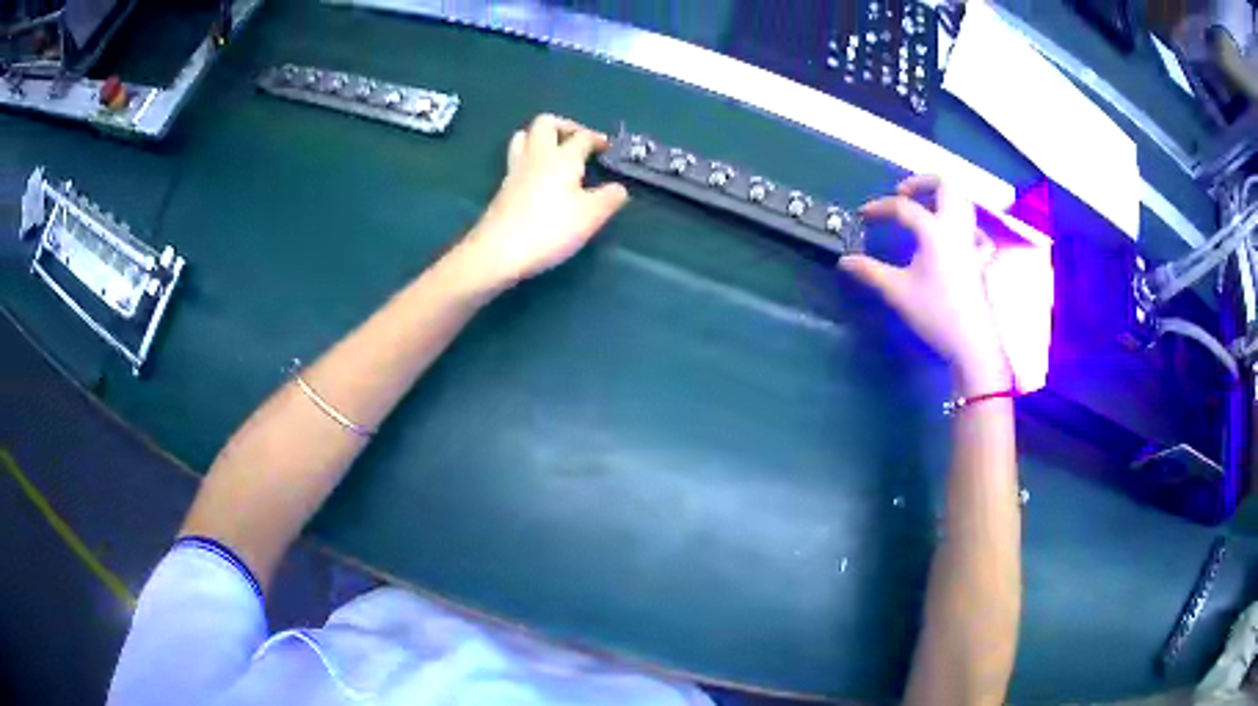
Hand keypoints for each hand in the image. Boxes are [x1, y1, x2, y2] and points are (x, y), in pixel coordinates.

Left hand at [459, 114, 628, 289]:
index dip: (598, 139)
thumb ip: (610, 198)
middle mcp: (537, 155)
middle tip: (579, 143)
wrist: (498, 251)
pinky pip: (517, 158)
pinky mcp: (503, 187)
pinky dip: (531, 159)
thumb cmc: (550, 229)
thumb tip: (618, 188)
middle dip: (565, 126)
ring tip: (556, 154)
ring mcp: (516, 169)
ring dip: (542, 138)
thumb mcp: (591, 216)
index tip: (609, 149)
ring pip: (524, 136)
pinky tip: (540, 178)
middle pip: (546, 123)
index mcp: (562, 157)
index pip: (583, 137)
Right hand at [841, 176, 1010, 392]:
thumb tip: (845, 260)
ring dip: (943, 199)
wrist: (972, 343)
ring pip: (964, 203)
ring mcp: (972, 243)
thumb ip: (870, 271)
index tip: (863, 216)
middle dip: (923, 182)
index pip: (904, 208)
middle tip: (903, 195)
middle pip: (946, 186)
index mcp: (934, 231)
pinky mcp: (981, 261)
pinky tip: (956, 240)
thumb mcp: (897, 292)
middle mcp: (956, 228)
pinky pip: (977, 233)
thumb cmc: (935, 314)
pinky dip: (965, 228)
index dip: (880, 208)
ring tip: (925, 210)